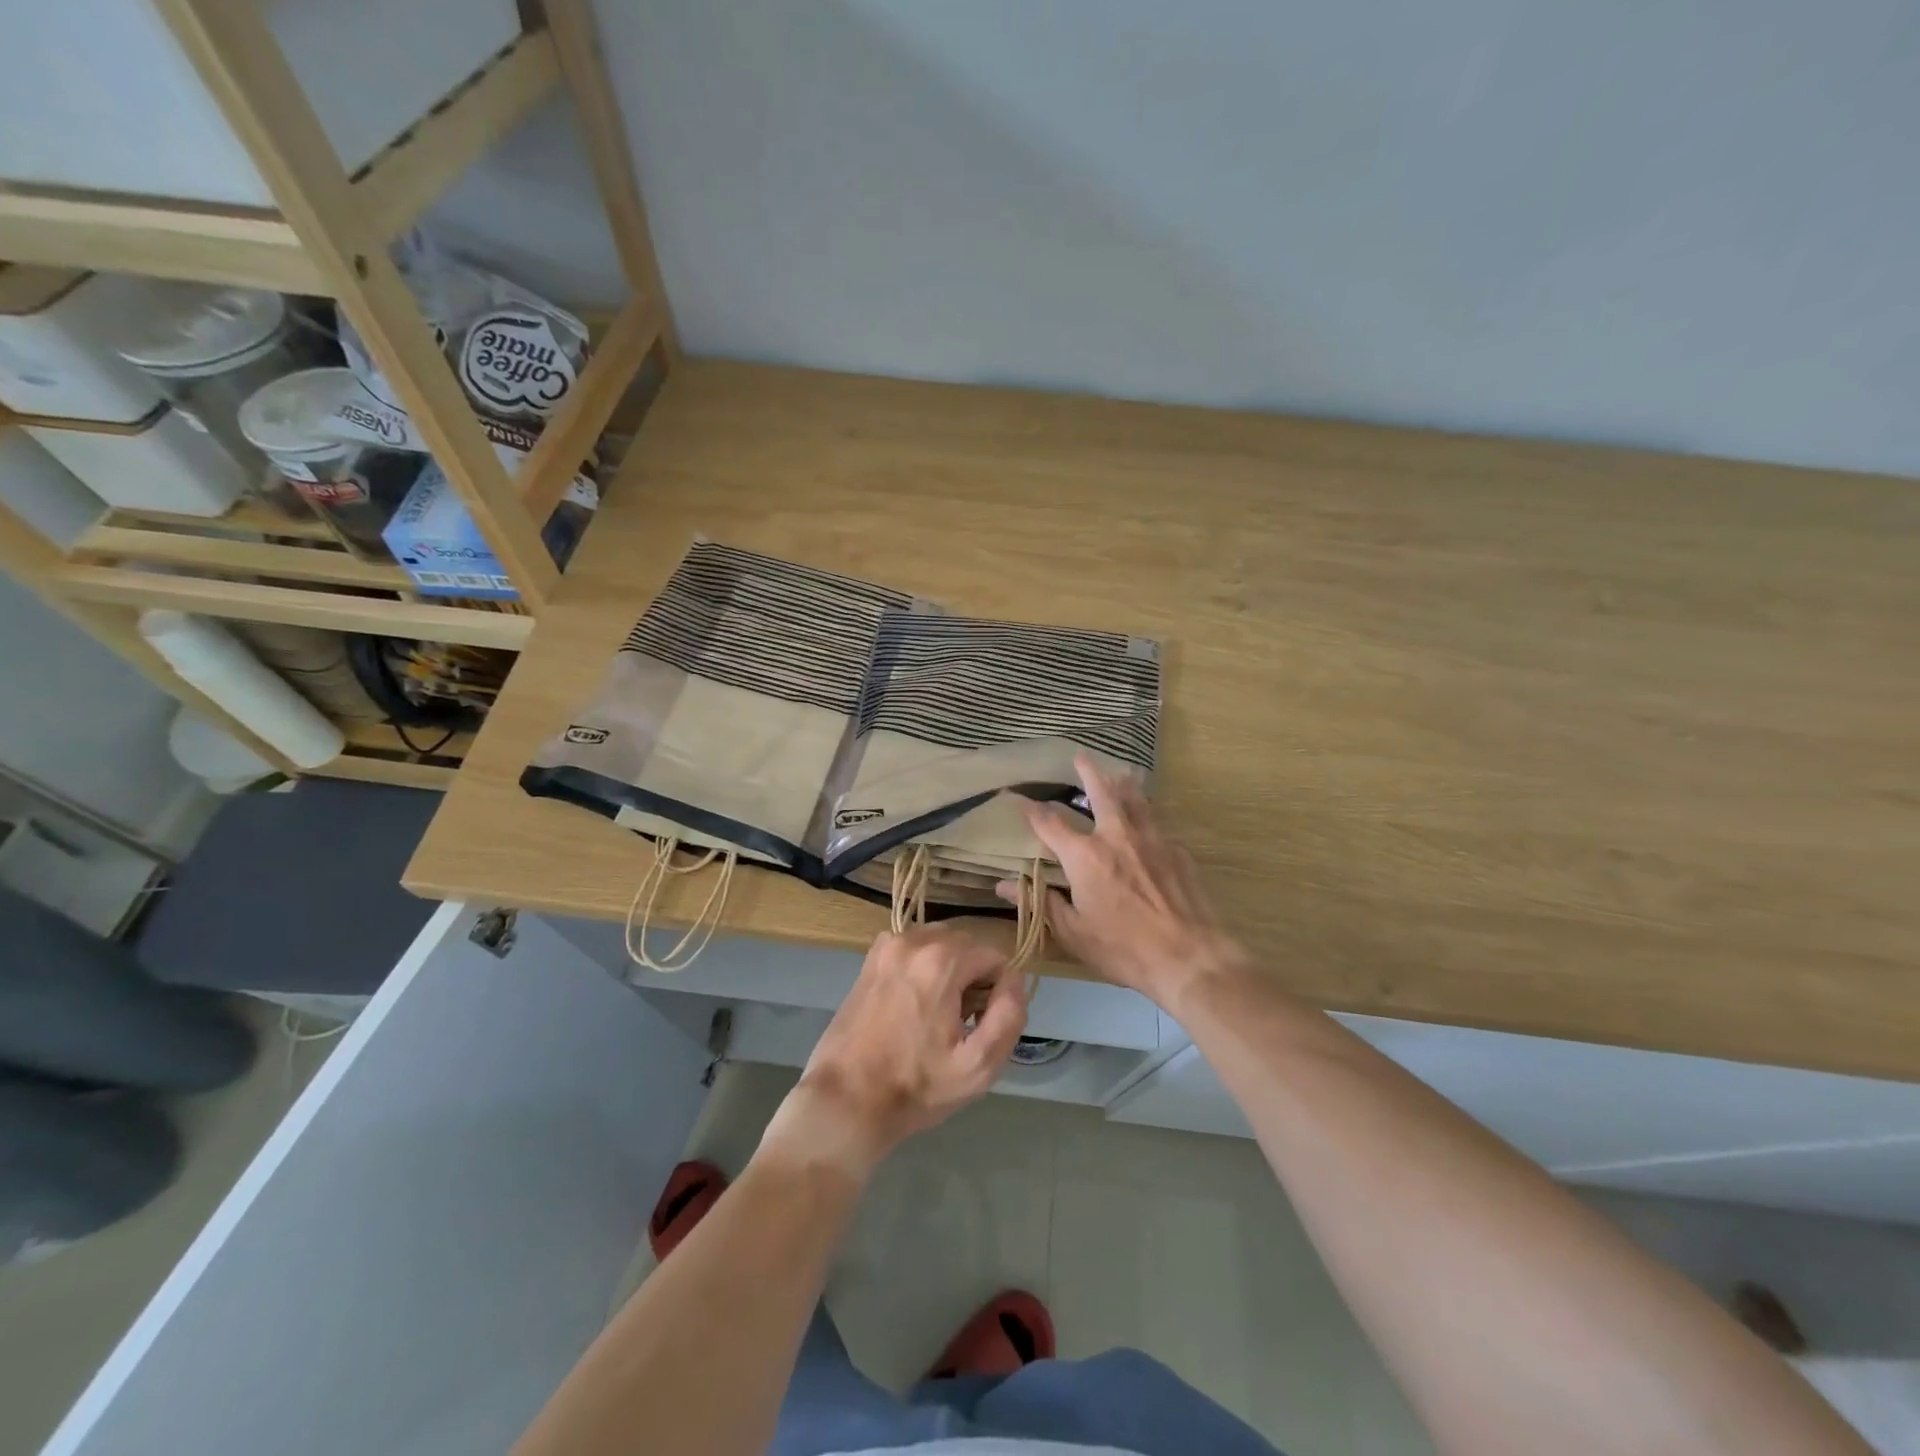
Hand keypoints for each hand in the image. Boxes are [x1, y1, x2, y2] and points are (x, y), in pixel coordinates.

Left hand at [761, 926, 1027, 1178]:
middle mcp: (913, 941)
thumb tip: (1015, 981)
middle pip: (966, 945)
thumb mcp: (978, 1066)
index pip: (994, 955)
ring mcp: (887, 946)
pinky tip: (914, 1005)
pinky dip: (923, 967)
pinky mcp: (870, 959)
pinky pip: (914, 950)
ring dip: (950, 970)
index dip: (999, 989)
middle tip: (963, 1021)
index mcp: (941, 960)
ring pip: (940, 944)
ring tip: (938, 1015)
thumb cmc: (915, 1087)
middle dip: (974, 976)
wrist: (845, 1100)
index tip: (983, 1022)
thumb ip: (1009, 1016)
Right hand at [1004, 755, 1245, 1009]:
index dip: (1031, 810)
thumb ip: (1041, 903)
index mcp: (1085, 856)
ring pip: (1135, 800)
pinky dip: (1148, 818)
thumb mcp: (1073, 933)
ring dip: (1123, 784)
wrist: (1189, 957)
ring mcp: (1152, 840)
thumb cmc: (1123, 949)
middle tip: (1081, 756)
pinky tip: (1149, 826)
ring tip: (1119, 773)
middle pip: (1101, 793)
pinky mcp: (1178, 851)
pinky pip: (1158, 825)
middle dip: (1088, 772)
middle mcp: (1117, 837)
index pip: (1049, 824)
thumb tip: (1003, 886)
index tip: (1019, 799)